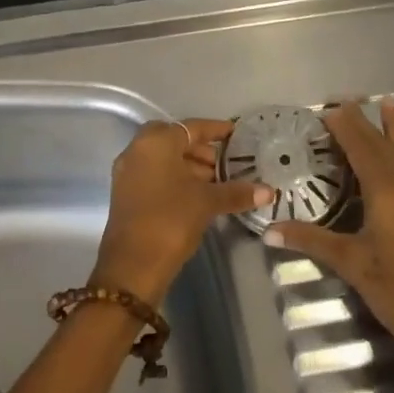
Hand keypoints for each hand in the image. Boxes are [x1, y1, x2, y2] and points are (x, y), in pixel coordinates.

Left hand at [91, 119, 273, 305]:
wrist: (132, 265)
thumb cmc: (171, 220)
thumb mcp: (207, 203)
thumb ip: (236, 192)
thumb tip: (268, 191)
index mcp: (156, 142)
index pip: (192, 127)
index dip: (216, 130)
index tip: (237, 134)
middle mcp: (137, 149)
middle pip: (175, 140)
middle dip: (201, 149)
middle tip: (226, 163)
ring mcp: (128, 171)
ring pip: (163, 158)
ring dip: (189, 165)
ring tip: (217, 182)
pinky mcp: (126, 192)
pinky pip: (154, 173)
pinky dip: (175, 177)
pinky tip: (197, 195)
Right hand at [262, 100, 393, 392]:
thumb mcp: (353, 267)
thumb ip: (312, 242)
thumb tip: (269, 230)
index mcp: (384, 194)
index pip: (359, 150)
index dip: (344, 128)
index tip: (327, 108)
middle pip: (382, 148)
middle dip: (364, 123)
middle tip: (347, 100)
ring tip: (390, 103)